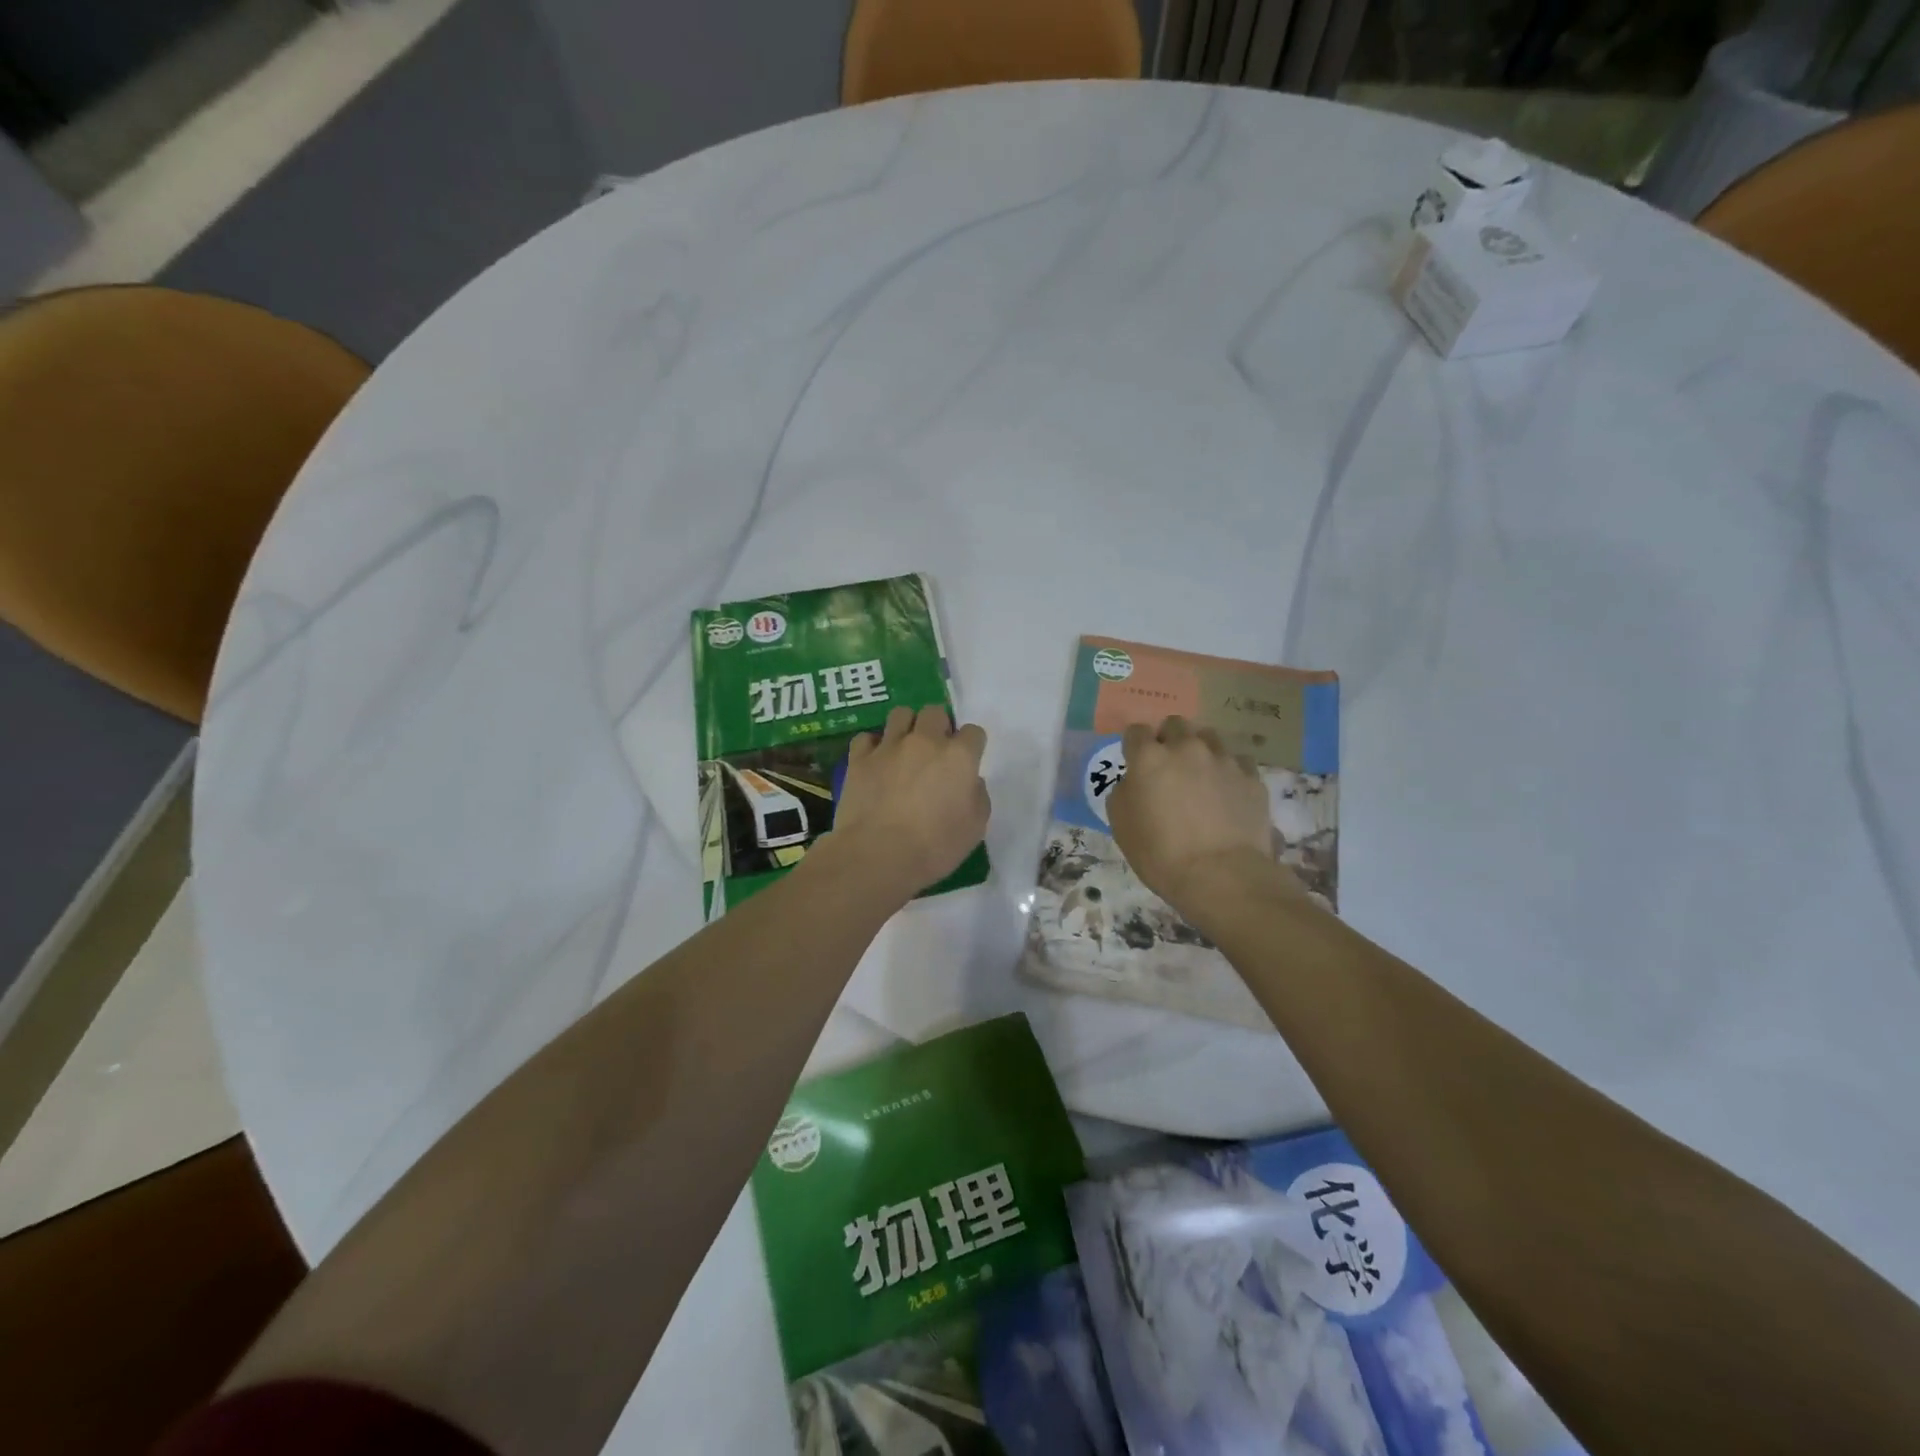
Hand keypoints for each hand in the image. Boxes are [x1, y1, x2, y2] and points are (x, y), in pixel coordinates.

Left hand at [827, 705, 989, 899]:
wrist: (878, 855)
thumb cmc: (934, 847)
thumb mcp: (975, 828)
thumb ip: (978, 796)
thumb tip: (970, 782)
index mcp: (959, 757)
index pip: (973, 732)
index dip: (971, 746)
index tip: (965, 763)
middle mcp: (925, 741)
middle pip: (935, 712)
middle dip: (938, 726)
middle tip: (935, 752)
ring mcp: (889, 746)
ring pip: (901, 714)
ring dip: (906, 727)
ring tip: (904, 748)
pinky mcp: (859, 758)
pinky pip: (866, 737)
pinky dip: (872, 746)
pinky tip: (875, 762)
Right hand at [1107, 716, 1298, 918]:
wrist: (1221, 875)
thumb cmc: (1160, 854)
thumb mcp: (1121, 826)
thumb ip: (1124, 793)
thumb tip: (1135, 782)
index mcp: (1149, 758)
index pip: (1136, 731)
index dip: (1134, 745)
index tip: (1136, 761)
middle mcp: (1187, 748)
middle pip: (1175, 724)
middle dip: (1169, 739)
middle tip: (1168, 766)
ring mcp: (1223, 760)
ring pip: (1209, 737)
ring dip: (1200, 750)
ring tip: (1201, 775)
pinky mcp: (1252, 777)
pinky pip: (1238, 762)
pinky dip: (1229, 771)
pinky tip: (1228, 792)